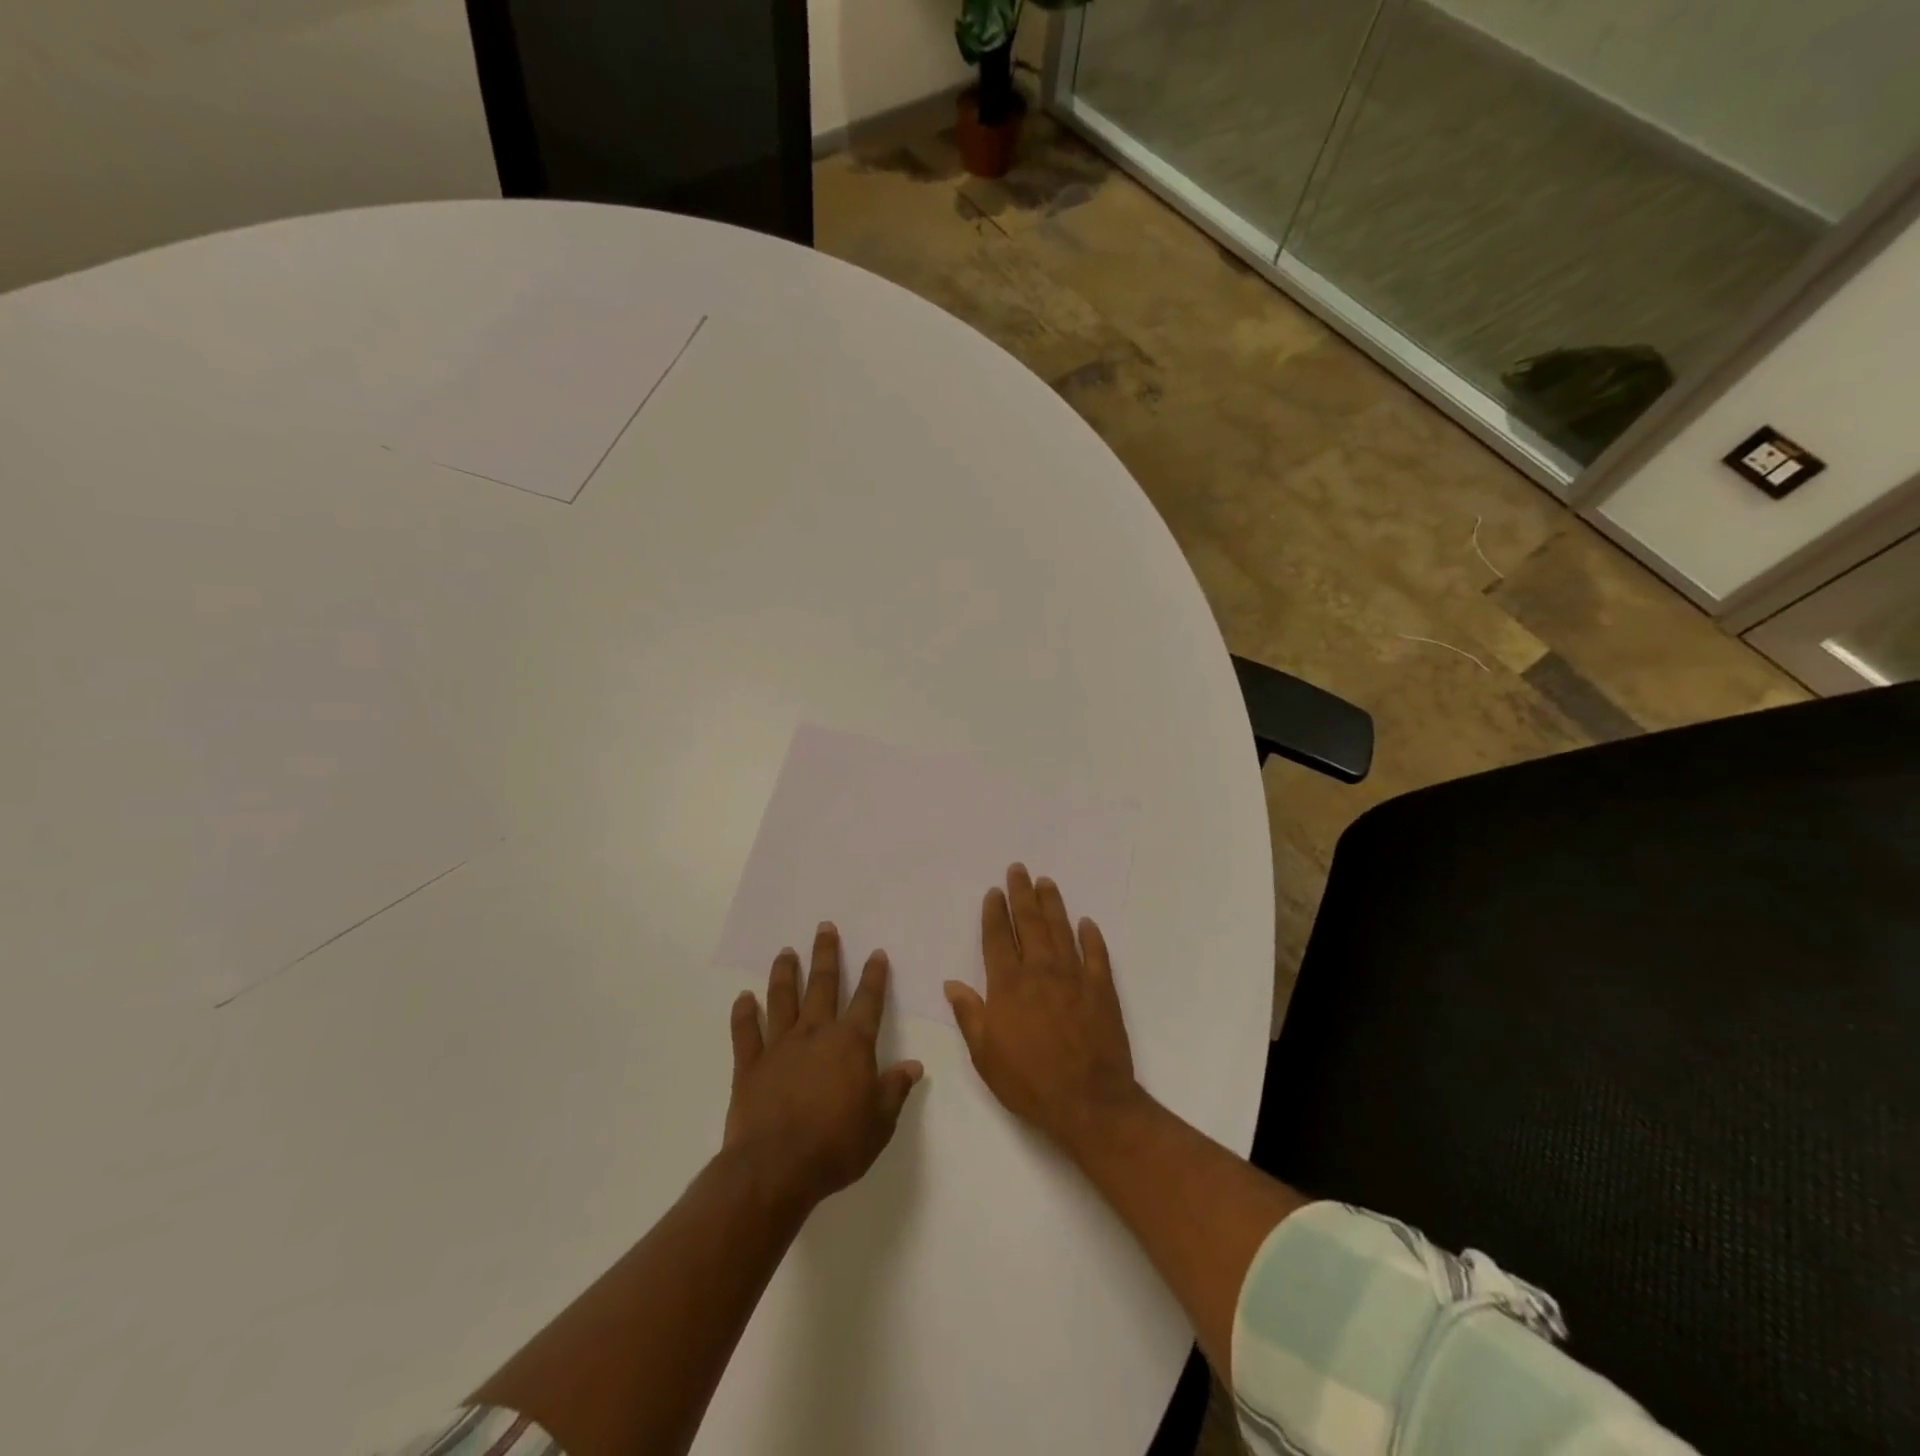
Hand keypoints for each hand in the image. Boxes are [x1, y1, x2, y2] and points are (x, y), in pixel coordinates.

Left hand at [725, 923, 923, 1213]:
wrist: (776, 1169)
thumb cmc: (836, 1145)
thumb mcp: (880, 1123)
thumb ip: (895, 1090)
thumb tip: (914, 1066)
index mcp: (851, 1044)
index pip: (868, 1000)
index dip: (874, 975)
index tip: (876, 953)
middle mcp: (816, 1034)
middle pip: (822, 985)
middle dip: (826, 954)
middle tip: (824, 927)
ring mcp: (779, 1046)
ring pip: (782, 999)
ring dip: (784, 973)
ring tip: (785, 952)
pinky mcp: (750, 1065)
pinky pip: (745, 1032)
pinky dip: (743, 1013)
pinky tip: (743, 998)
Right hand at [944, 864, 1139, 1151]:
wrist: (1088, 1102)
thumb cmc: (1029, 1082)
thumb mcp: (985, 1055)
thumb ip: (969, 1015)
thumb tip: (951, 983)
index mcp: (1008, 985)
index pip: (998, 938)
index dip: (995, 913)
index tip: (994, 891)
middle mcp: (1040, 971)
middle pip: (1030, 923)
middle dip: (1022, 894)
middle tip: (1019, 869)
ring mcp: (1074, 976)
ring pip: (1061, 930)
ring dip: (1053, 904)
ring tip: (1046, 882)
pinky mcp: (1102, 989)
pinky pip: (1097, 954)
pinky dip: (1091, 936)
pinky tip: (1087, 923)